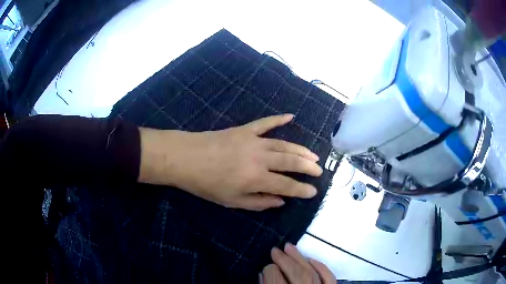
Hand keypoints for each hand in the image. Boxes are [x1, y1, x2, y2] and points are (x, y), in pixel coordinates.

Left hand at [138, 114, 322, 210]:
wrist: (185, 158)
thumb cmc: (206, 184)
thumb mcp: (231, 201)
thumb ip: (258, 202)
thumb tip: (280, 201)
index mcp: (256, 178)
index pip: (286, 185)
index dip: (302, 189)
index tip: (313, 191)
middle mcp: (260, 158)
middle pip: (290, 161)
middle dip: (307, 167)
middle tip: (319, 171)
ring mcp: (253, 140)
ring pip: (284, 144)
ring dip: (300, 149)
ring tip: (313, 155)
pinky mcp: (244, 130)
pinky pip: (265, 122)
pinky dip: (279, 118)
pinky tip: (291, 116)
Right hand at [261, 243, 335, 283]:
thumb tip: (263, 274)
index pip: (275, 276)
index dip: (268, 268)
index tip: (265, 264)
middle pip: (295, 272)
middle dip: (284, 259)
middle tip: (275, 250)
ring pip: (311, 272)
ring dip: (300, 258)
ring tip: (290, 247)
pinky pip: (329, 278)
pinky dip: (321, 267)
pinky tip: (312, 259)